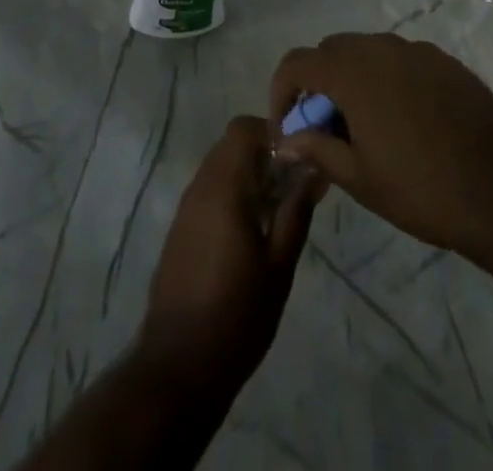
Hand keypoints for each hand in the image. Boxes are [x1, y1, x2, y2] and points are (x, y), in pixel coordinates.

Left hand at [137, 115, 321, 391]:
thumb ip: (297, 211)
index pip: (243, 128)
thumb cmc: (237, 314)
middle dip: (263, 154)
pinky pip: (208, 191)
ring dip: (247, 175)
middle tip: (292, 186)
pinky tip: (249, 233)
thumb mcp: (279, 265)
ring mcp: (185, 208)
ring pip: (219, 166)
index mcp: (224, 186)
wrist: (178, 365)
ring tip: (276, 211)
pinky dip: (231, 194)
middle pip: (231, 144)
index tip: (297, 158)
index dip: (272, 132)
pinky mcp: (179, 229)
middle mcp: (200, 186)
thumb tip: (313, 169)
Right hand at [269, 33, 492, 260]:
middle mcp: (382, 48)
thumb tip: (286, 140)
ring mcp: (418, 51)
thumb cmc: (421, 189)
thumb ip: (316, 149)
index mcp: (354, 72)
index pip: (298, 63)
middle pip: (332, 50)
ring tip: (364, 125)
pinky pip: (402, 60)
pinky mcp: (446, 62)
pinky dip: (388, 79)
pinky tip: (404, 120)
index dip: (282, 92)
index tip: (288, 128)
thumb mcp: (359, 178)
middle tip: (325, 128)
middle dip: (318, 83)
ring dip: (353, 79)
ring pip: (368, 51)